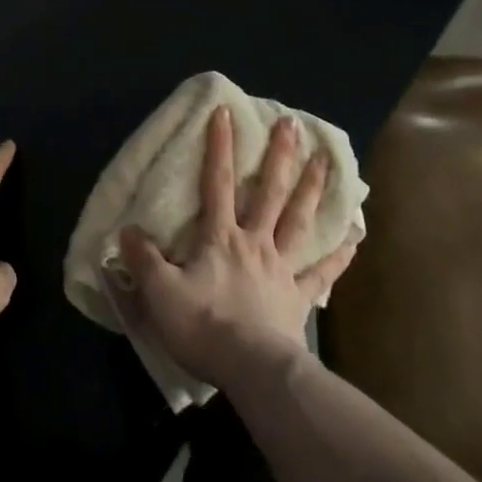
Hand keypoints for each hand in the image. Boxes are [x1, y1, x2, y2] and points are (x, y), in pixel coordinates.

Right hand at [113, 105, 359, 390]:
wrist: (253, 371)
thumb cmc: (205, 327)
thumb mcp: (161, 293)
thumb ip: (144, 260)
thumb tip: (127, 231)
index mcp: (221, 237)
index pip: (218, 181)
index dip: (220, 145)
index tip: (225, 110)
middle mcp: (254, 242)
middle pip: (269, 191)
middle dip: (279, 155)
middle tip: (293, 123)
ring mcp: (281, 268)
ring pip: (298, 220)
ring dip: (311, 189)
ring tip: (326, 161)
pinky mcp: (298, 298)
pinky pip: (321, 273)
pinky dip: (339, 255)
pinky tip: (354, 237)